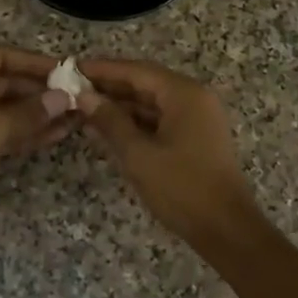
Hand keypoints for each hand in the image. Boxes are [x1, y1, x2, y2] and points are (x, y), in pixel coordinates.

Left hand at [0, 46, 77, 235]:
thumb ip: (28, 112)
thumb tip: (63, 98)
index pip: (0, 56)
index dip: (32, 61)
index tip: (64, 71)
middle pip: (5, 83)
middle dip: (39, 91)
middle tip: (75, 99)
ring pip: (5, 110)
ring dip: (36, 114)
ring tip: (73, 119)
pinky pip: (0, 132)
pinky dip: (24, 133)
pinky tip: (53, 137)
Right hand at [77, 58, 257, 245]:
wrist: (225, 229)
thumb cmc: (181, 188)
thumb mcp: (138, 155)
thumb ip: (110, 121)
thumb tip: (84, 97)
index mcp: (184, 94)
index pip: (136, 71)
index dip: (102, 69)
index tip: (71, 68)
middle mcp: (194, 98)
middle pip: (145, 83)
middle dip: (109, 87)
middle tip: (71, 88)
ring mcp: (197, 118)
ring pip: (151, 103)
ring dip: (119, 106)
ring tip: (82, 108)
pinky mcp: (195, 138)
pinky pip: (160, 120)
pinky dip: (134, 123)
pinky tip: (106, 129)